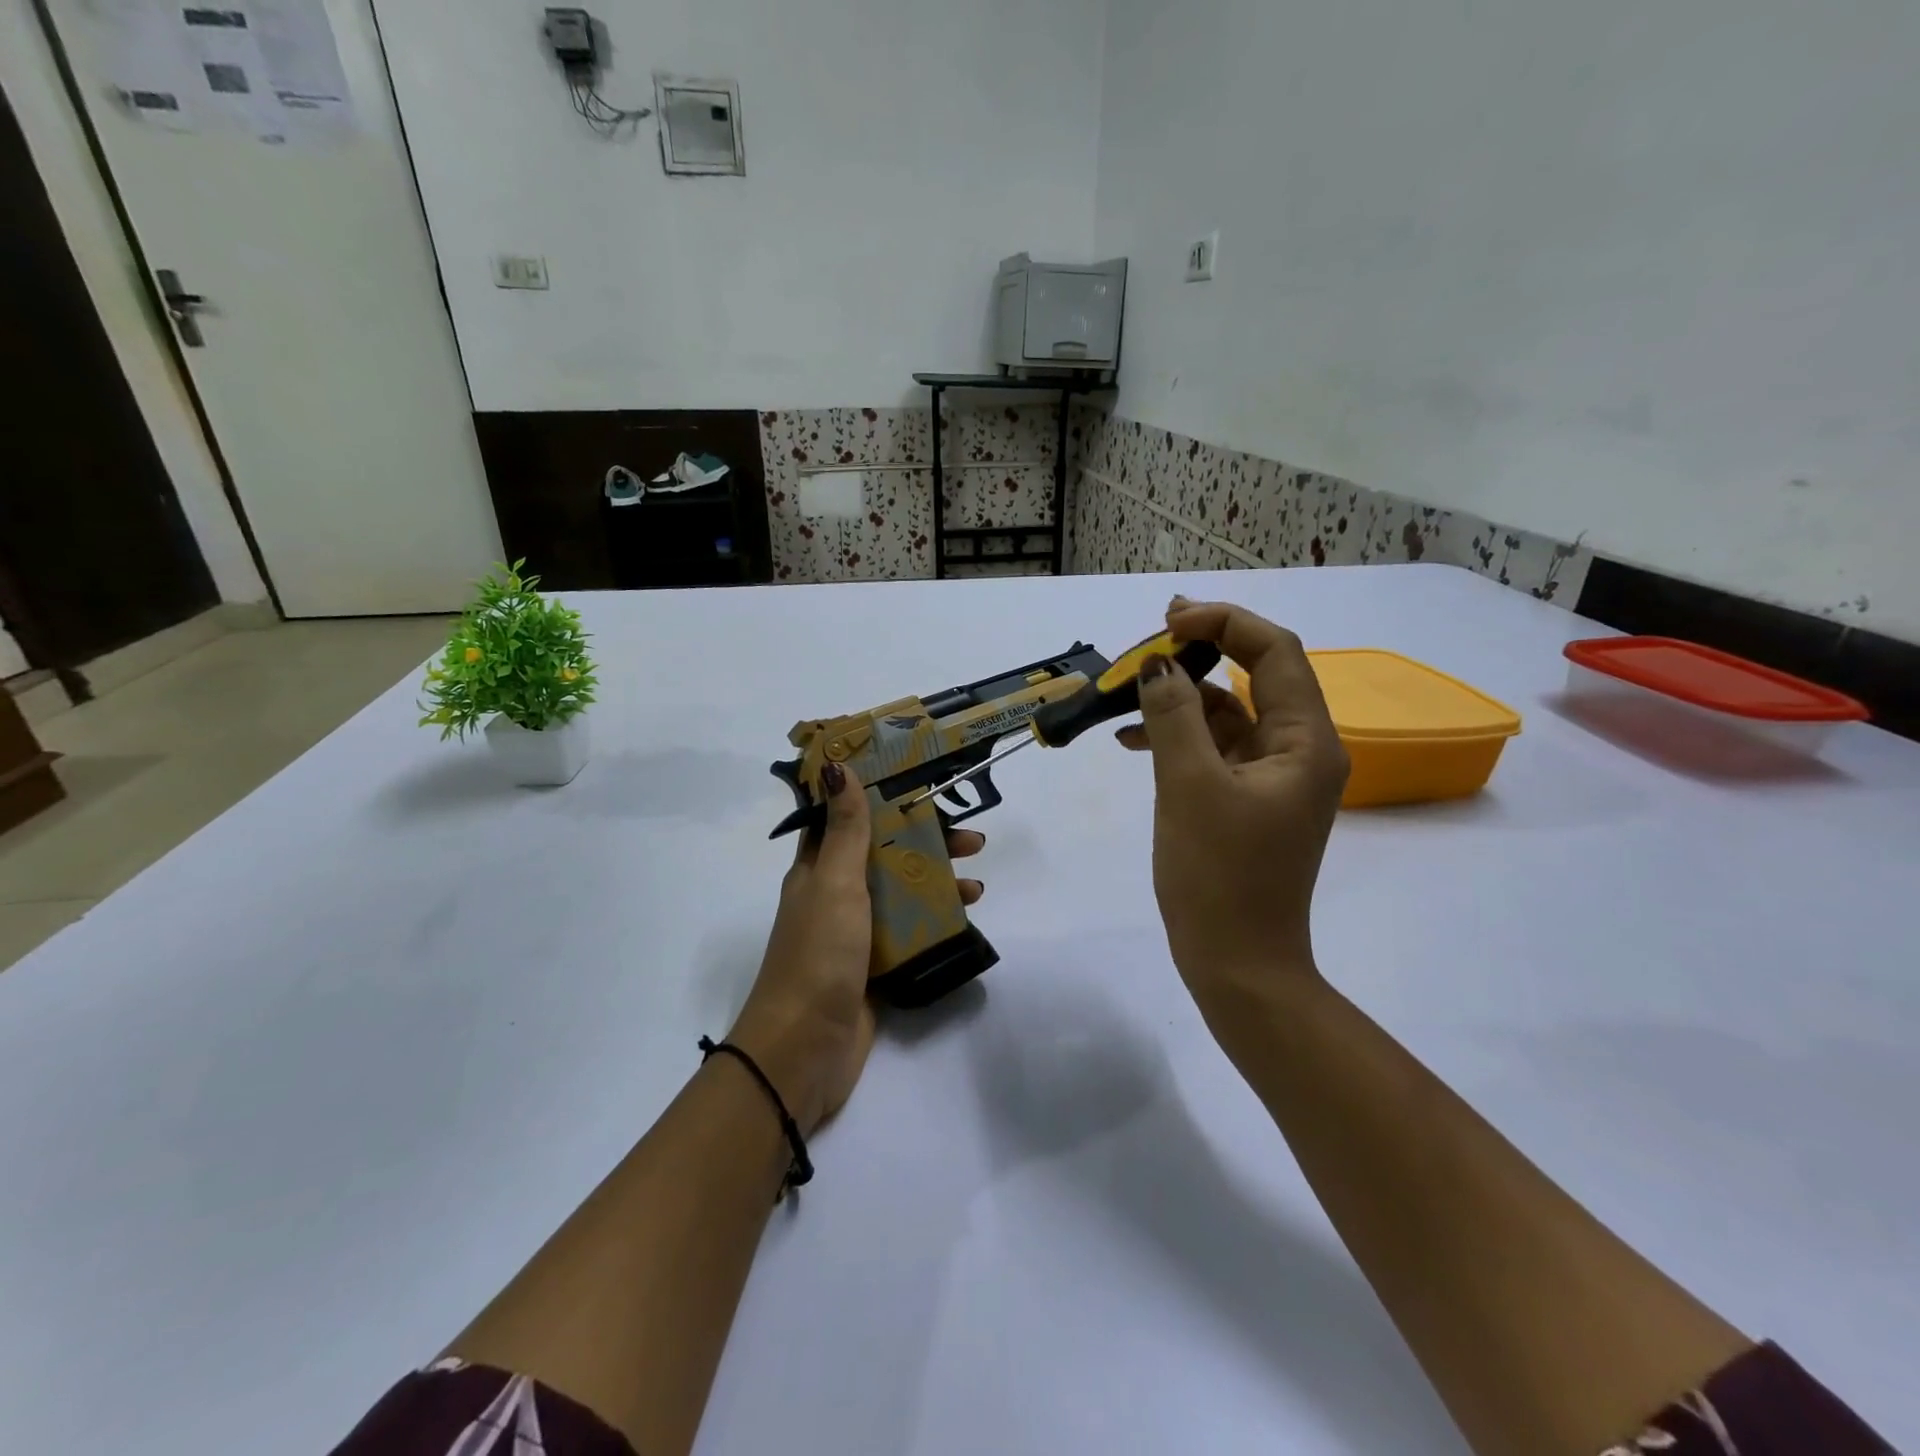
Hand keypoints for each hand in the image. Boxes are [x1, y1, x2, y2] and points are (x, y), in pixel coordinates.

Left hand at [728, 762, 985, 1134]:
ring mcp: (855, 931)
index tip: (919, 781)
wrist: (805, 1049)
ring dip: (937, 880)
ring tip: (977, 884)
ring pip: (901, 892)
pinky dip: (936, 919)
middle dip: (925, 842)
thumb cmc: (818, 954)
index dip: (877, 796)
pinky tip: (965, 918)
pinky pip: (910, 930)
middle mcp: (835, 893)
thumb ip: (845, 829)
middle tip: (971, 840)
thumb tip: (837, 766)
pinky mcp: (874, 964)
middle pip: (885, 853)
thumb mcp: (834, 882)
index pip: (847, 818)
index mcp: (817, 868)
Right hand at [1119, 598, 1347, 1031]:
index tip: (1168, 619)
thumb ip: (1172, 715)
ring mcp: (1273, 776)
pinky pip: (1214, 748)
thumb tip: (1157, 663)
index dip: (1224, 622)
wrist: (1236, 964)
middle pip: (1252, 676)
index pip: (1275, 652)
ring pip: (1228, 712)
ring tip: (1123, 695)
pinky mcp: (1246, 799)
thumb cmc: (1218, 875)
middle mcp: (1300, 750)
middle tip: (1143, 647)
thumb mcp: (1188, 786)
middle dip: (1197, 656)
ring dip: (1179, 698)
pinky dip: (1177, 735)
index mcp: (1306, 741)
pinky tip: (1131, 739)